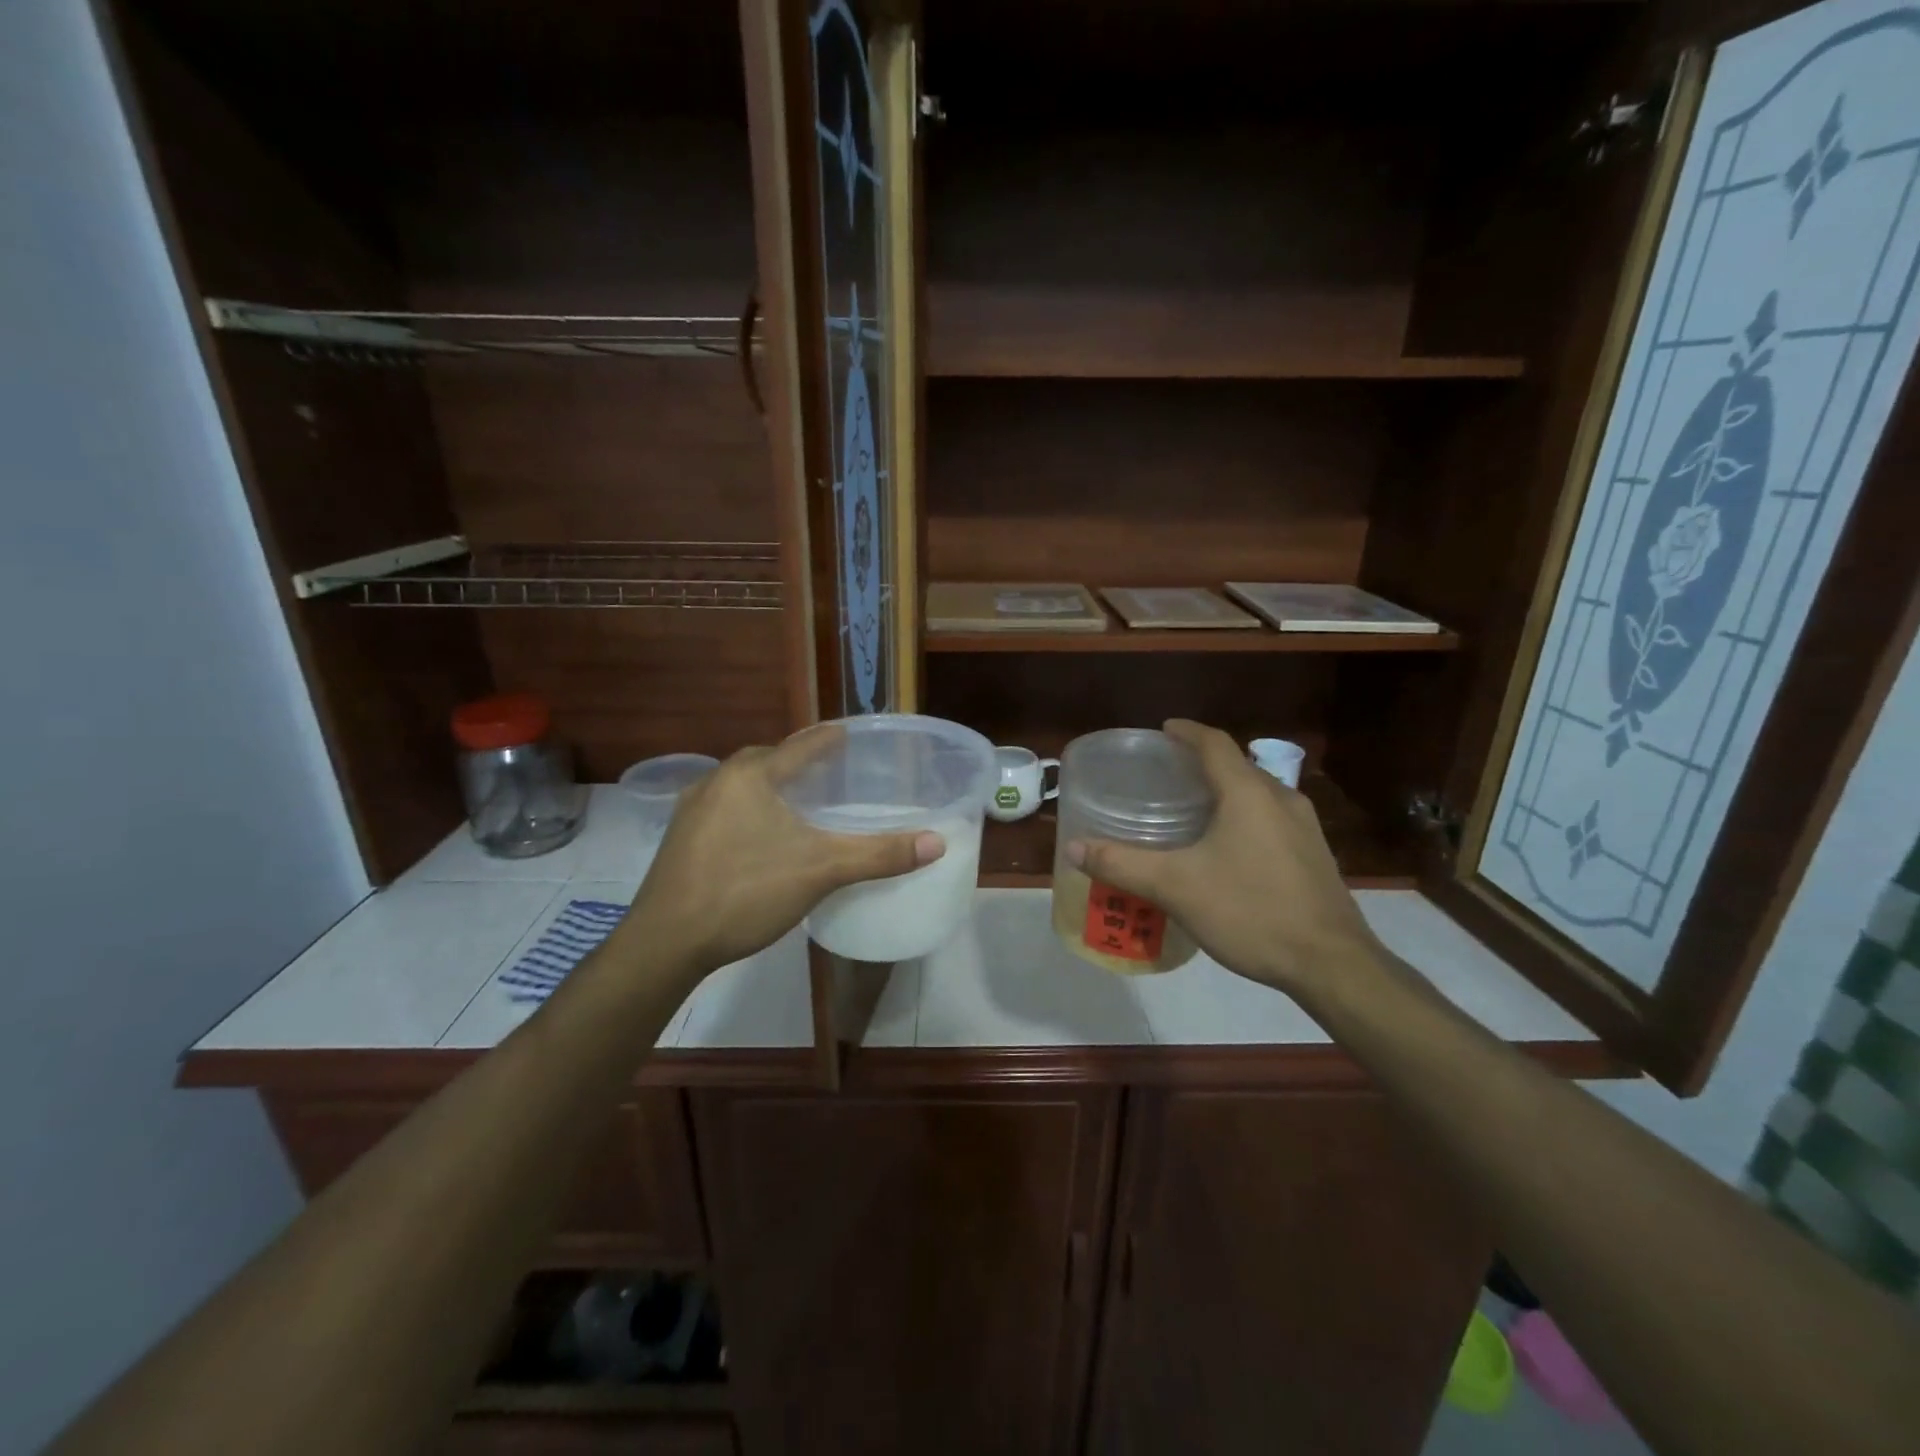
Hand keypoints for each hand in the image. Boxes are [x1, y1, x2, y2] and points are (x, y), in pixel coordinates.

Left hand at [622, 728, 944, 973]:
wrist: (666, 941)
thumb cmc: (745, 891)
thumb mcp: (821, 871)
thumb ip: (879, 854)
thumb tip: (938, 842)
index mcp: (751, 775)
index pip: (800, 744)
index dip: (829, 739)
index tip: (850, 735)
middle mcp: (717, 780)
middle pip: (768, 760)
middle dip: (799, 763)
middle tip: (831, 774)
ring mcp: (692, 810)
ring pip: (743, 785)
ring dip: (771, 787)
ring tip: (801, 804)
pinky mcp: (681, 838)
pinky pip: (725, 809)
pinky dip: (750, 810)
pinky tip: (761, 837)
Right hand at [1067, 720, 1381, 998]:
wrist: (1332, 964)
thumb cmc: (1250, 911)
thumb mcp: (1176, 887)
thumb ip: (1122, 864)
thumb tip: (1074, 847)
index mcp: (1248, 793)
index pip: (1214, 743)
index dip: (1186, 731)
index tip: (1163, 730)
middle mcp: (1281, 799)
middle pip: (1237, 766)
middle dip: (1203, 763)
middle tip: (1167, 774)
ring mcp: (1305, 827)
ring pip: (1257, 794)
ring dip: (1226, 791)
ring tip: (1193, 809)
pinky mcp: (1315, 855)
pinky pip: (1272, 819)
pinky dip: (1244, 817)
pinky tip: (1228, 849)